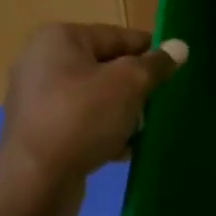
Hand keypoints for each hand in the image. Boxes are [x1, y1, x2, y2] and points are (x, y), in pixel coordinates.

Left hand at [0, 24, 185, 207]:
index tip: (175, 72)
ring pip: (95, 97)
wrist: (36, 179)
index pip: (119, 37)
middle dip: (135, 89)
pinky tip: (120, 150)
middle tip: (155, 108)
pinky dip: (101, 131)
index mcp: (60, 38)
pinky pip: (80, 121)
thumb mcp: (129, 84)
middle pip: (107, 67)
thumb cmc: (82, 118)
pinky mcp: (38, 129)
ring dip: (121, 113)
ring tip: (138, 132)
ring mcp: (37, 96)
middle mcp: (42, 60)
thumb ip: (156, 64)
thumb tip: (180, 46)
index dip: (150, 53)